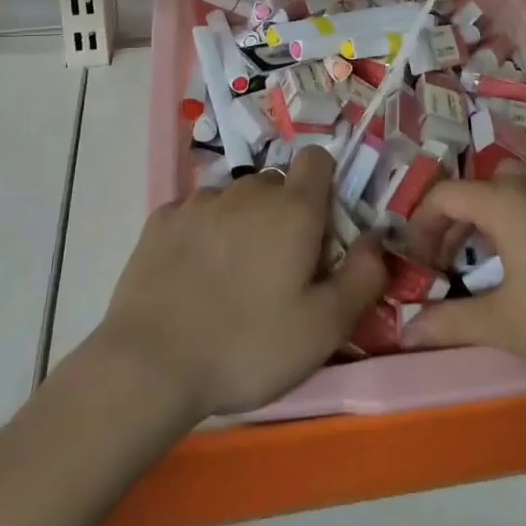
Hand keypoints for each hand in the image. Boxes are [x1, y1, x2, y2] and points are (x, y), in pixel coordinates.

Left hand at [91, 146, 386, 420]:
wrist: (150, 366)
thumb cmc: (248, 347)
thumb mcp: (324, 328)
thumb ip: (363, 276)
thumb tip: (375, 238)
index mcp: (293, 209)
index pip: (317, 159)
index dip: (324, 185)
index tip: (320, 228)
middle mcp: (248, 191)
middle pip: (276, 184)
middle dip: (284, 213)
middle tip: (278, 267)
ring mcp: (200, 201)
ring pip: (235, 198)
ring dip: (242, 222)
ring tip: (231, 276)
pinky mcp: (162, 219)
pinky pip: (196, 213)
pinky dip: (202, 233)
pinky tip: (192, 274)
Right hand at [401, 168, 525, 383]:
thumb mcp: (508, 325)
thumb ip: (452, 324)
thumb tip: (407, 329)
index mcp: (506, 202)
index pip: (445, 195)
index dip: (421, 224)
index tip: (416, 262)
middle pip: (481, 185)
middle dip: (456, 218)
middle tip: (448, 260)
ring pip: (515, 189)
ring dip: (491, 217)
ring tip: (489, 262)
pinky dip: (523, 221)